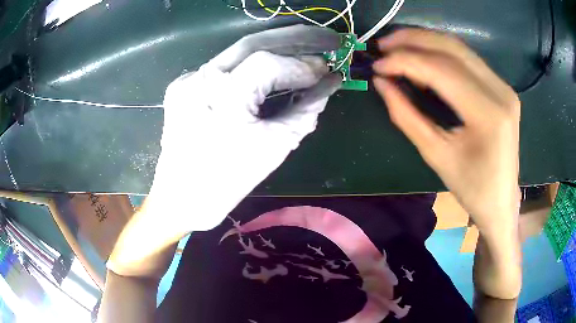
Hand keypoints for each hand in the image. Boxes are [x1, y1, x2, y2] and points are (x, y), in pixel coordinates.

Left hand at [149, 25, 341, 231]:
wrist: (181, 197)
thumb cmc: (227, 182)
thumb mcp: (275, 147)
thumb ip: (306, 110)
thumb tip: (330, 83)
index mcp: (222, 98)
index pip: (268, 63)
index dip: (302, 65)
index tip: (327, 72)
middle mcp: (200, 79)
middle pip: (253, 43)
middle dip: (295, 37)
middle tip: (327, 38)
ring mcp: (188, 80)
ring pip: (238, 51)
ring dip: (275, 46)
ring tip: (307, 44)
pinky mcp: (182, 85)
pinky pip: (223, 67)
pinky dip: (250, 63)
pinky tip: (272, 66)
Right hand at [373, 29, 520, 236]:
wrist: (501, 200)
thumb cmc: (471, 188)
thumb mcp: (436, 155)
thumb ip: (407, 116)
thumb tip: (382, 83)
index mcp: (489, 114)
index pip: (442, 70)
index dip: (406, 61)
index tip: (377, 65)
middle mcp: (500, 91)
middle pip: (452, 48)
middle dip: (413, 40)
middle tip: (382, 45)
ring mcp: (503, 86)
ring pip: (459, 48)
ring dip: (425, 41)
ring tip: (396, 46)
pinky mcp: (501, 87)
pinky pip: (467, 58)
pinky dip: (440, 52)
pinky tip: (422, 57)